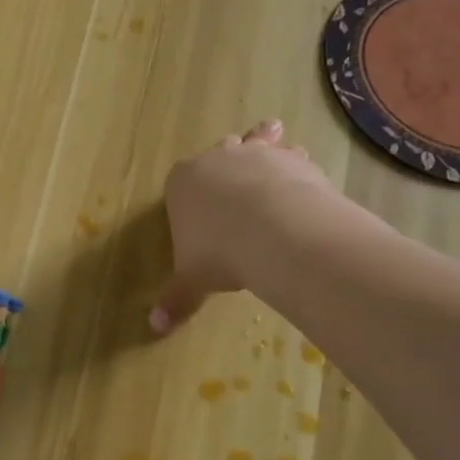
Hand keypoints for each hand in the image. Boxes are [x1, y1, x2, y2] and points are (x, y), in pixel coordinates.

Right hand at [149, 119, 366, 333]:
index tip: (199, 205)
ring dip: (264, 140)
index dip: (190, 192)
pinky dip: (296, 161)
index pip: (179, 180)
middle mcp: (216, 160)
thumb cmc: (218, 252)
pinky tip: (304, 168)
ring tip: (272, 131)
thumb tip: (155, 328)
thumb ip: (176, 300)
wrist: (272, 230)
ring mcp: (255, 156)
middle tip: (236, 161)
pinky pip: (292, 155)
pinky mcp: (292, 161)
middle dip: (227, 158)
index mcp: (182, 183)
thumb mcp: (192, 281)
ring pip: (257, 141)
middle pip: (220, 152)